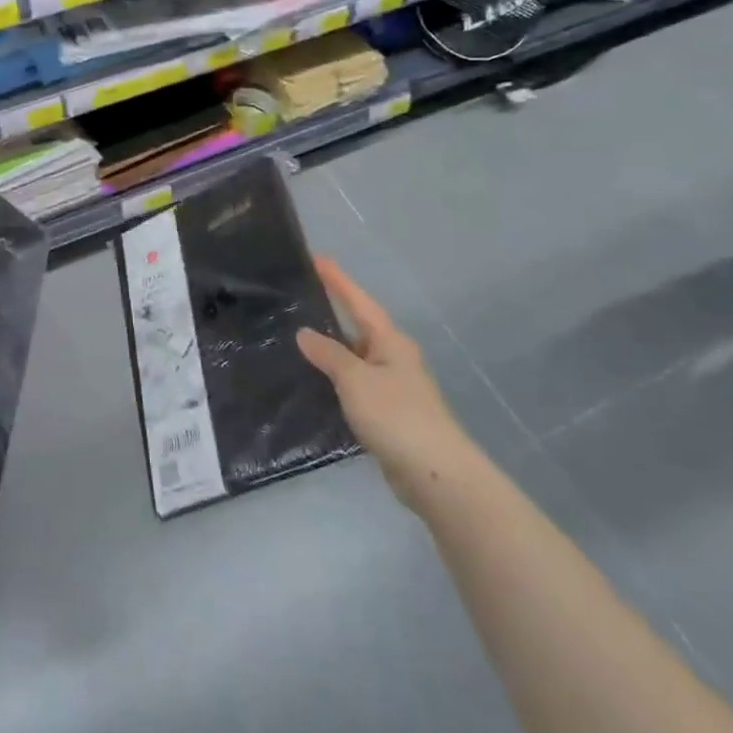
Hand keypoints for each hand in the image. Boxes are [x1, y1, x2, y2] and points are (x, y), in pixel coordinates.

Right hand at [296, 256, 475, 507]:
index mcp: (390, 342)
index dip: (338, 280)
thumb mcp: (355, 379)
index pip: (359, 302)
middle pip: (358, 327)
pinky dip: (335, 378)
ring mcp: (393, 387)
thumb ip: (328, 354)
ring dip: (331, 349)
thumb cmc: (396, 415)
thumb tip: (304, 332)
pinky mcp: (388, 414)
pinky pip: (355, 384)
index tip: (318, 258)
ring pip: (355, 358)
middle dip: (332, 313)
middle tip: (299, 299)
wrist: (435, 474)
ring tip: (296, 338)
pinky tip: (315, 382)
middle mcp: (394, 358)